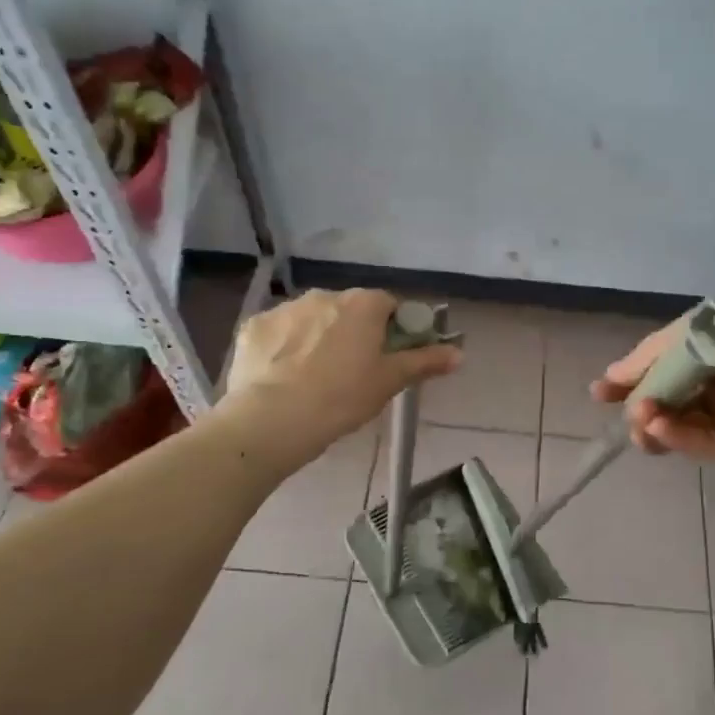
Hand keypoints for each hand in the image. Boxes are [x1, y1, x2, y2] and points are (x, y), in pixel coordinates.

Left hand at [227, 289, 459, 461]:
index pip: (388, 305)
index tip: (388, 357)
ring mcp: (285, 309)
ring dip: (318, 338)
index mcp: (362, 304)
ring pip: (312, 319)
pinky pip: (278, 333)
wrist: (272, 420)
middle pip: (349, 310)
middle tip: (353, 372)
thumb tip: (460, 352)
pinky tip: (283, 378)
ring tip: (314, 378)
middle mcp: (324, 295)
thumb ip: (424, 362)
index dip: (393, 330)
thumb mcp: (389, 382)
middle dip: (353, 333)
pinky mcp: (254, 327)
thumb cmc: (342, 398)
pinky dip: (284, 348)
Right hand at [592, 306, 714, 464]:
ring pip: (676, 421)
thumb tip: (613, 378)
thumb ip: (653, 354)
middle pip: (666, 394)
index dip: (631, 374)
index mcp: (712, 344)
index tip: (602, 391)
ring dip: (653, 420)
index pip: (662, 360)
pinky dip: (675, 435)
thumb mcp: (697, 332)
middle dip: (639, 401)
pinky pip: (697, 440)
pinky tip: (658, 428)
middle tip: (622, 407)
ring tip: (642, 421)